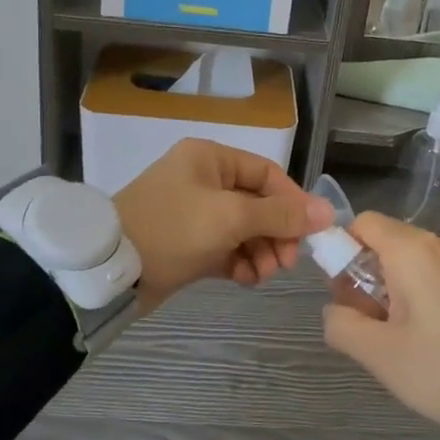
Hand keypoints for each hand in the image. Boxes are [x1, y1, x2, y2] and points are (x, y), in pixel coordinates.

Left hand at [114, 140, 333, 310]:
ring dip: (260, 251)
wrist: (112, 268)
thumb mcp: (230, 217)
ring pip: (244, 229)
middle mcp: (203, 180)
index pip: (267, 174)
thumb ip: (280, 215)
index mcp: (210, 159)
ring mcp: (194, 212)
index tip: (310, 234)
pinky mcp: (187, 243)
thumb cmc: (173, 229)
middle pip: (258, 203)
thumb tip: (327, 212)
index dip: (293, 202)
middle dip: (276, 233)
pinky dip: (240, 262)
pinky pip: (225, 248)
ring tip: (263, 275)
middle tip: (286, 263)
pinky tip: (246, 280)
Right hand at [322, 212, 439, 430]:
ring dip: (396, 292)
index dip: (343, 251)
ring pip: (415, 265)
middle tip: (371, 326)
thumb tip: (335, 310)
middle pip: (387, 245)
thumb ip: (341, 325)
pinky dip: (426, 299)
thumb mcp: (380, 355)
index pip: (363, 224)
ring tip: (403, 341)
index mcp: (413, 251)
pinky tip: (437, 343)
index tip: (345, 295)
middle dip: (367, 278)